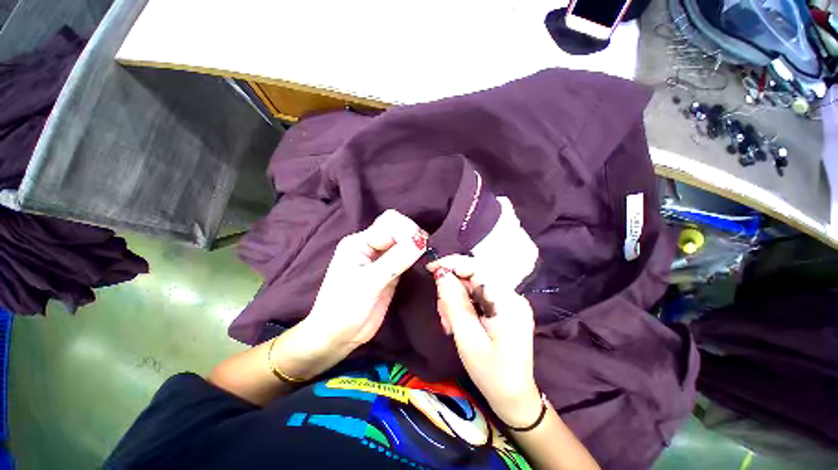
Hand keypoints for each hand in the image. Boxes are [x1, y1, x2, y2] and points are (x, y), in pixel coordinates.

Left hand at [304, 210, 427, 348]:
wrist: (338, 335)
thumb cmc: (344, 308)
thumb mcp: (368, 283)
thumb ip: (395, 261)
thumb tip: (420, 242)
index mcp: (359, 242)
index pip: (389, 224)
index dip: (406, 233)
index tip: (419, 248)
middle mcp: (371, 245)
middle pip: (397, 226)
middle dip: (412, 233)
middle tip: (424, 249)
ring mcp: (382, 258)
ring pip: (403, 240)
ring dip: (416, 243)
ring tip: (426, 254)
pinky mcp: (391, 271)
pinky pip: (406, 256)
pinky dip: (416, 256)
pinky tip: (423, 260)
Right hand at [428, 255, 541, 427]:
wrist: (514, 398)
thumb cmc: (490, 373)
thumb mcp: (467, 338)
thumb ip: (454, 302)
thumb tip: (441, 274)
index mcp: (507, 301)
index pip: (478, 268)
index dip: (453, 264)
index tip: (431, 269)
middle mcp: (512, 296)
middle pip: (474, 277)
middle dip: (452, 289)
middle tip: (442, 312)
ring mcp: (509, 302)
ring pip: (474, 287)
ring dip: (456, 299)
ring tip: (449, 322)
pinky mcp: (504, 308)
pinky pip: (479, 296)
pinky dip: (464, 305)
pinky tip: (457, 321)